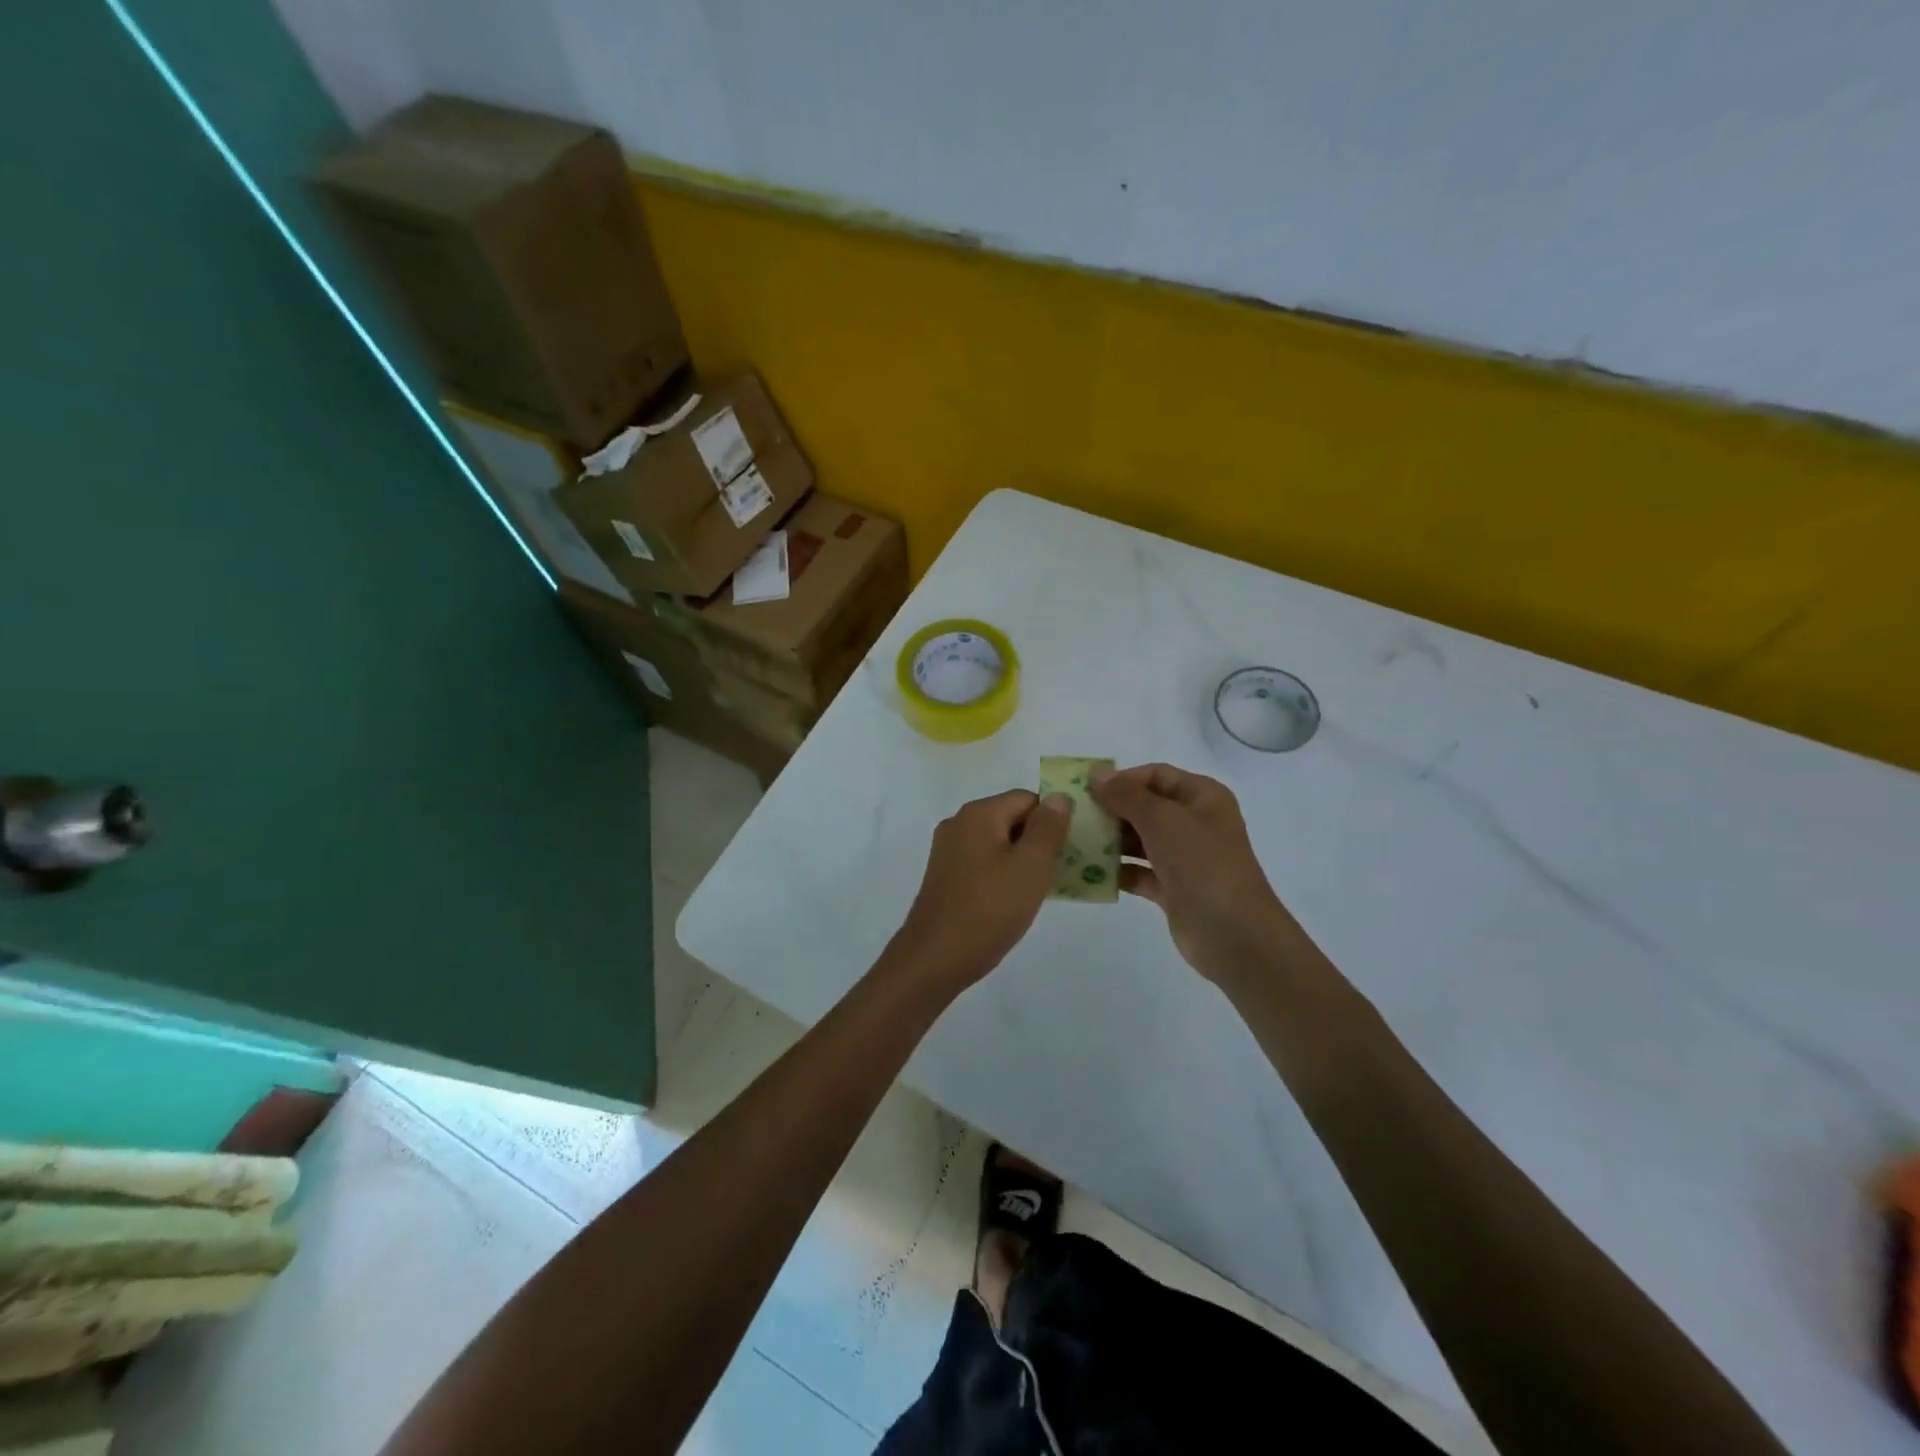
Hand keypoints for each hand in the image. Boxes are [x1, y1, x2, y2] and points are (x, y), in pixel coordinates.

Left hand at [887, 789, 1072, 994]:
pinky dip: (1003, 874)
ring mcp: (948, 850)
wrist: (935, 959)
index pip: (1028, 799)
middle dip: (1039, 841)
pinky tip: (1014, 901)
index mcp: (978, 813)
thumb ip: (1048, 828)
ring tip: (1042, 889)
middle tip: (1061, 871)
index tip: (1071, 850)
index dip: (1053, 820)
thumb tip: (1059, 796)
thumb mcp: (1031, 867)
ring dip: (1023, 860)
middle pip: (1012, 818)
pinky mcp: (945, 875)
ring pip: (998, 843)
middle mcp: (959, 823)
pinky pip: (983, 862)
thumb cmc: (989, 909)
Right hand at [1089, 763, 1292, 982]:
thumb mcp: (1162, 820)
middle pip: (1145, 807)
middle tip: (1073, 817)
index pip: (1156, 775)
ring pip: (1140, 840)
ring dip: (1110, 841)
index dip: (1122, 779)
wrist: (1233, 934)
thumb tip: (1097, 773)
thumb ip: (1126, 795)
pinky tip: (1088, 873)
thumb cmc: (1201, 864)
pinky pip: (1139, 872)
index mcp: (1202, 797)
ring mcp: (1185, 858)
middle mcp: (1195, 823)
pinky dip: (1118, 871)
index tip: (1087, 791)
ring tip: (1074, 843)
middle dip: (1111, 810)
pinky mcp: (1174, 889)